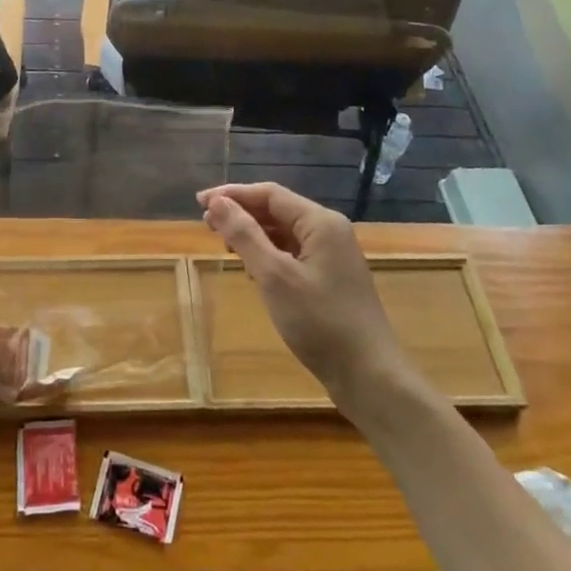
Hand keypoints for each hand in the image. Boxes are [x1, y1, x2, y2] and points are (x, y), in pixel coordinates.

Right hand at [198, 182, 404, 406]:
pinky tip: (251, 268)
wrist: (370, 377)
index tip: (200, 202)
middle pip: (277, 209)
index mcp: (320, 222)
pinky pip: (293, 253)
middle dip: (241, 213)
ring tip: (223, 243)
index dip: (232, 194)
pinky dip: (268, 253)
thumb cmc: (320, 322)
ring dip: (253, 233)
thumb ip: (245, 235)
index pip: (269, 194)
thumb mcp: (275, 277)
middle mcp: (329, 231)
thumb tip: (216, 202)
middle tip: (206, 225)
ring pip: (284, 232)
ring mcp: (332, 256)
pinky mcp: (330, 279)